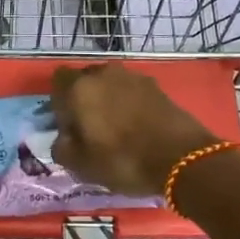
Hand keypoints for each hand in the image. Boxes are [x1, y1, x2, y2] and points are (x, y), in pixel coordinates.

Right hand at [49, 64, 219, 197]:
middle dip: (84, 99)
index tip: (67, 125)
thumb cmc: (122, 160)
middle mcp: (104, 74)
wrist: (181, 159)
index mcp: (79, 88)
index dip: (59, 103)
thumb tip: (64, 137)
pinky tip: (137, 128)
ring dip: (109, 101)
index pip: (58, 81)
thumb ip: (61, 146)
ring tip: (117, 130)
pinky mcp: (157, 87)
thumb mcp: (79, 165)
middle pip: (85, 80)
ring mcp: (134, 78)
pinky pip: (132, 93)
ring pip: (110, 85)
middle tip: (90, 128)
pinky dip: (130, 106)